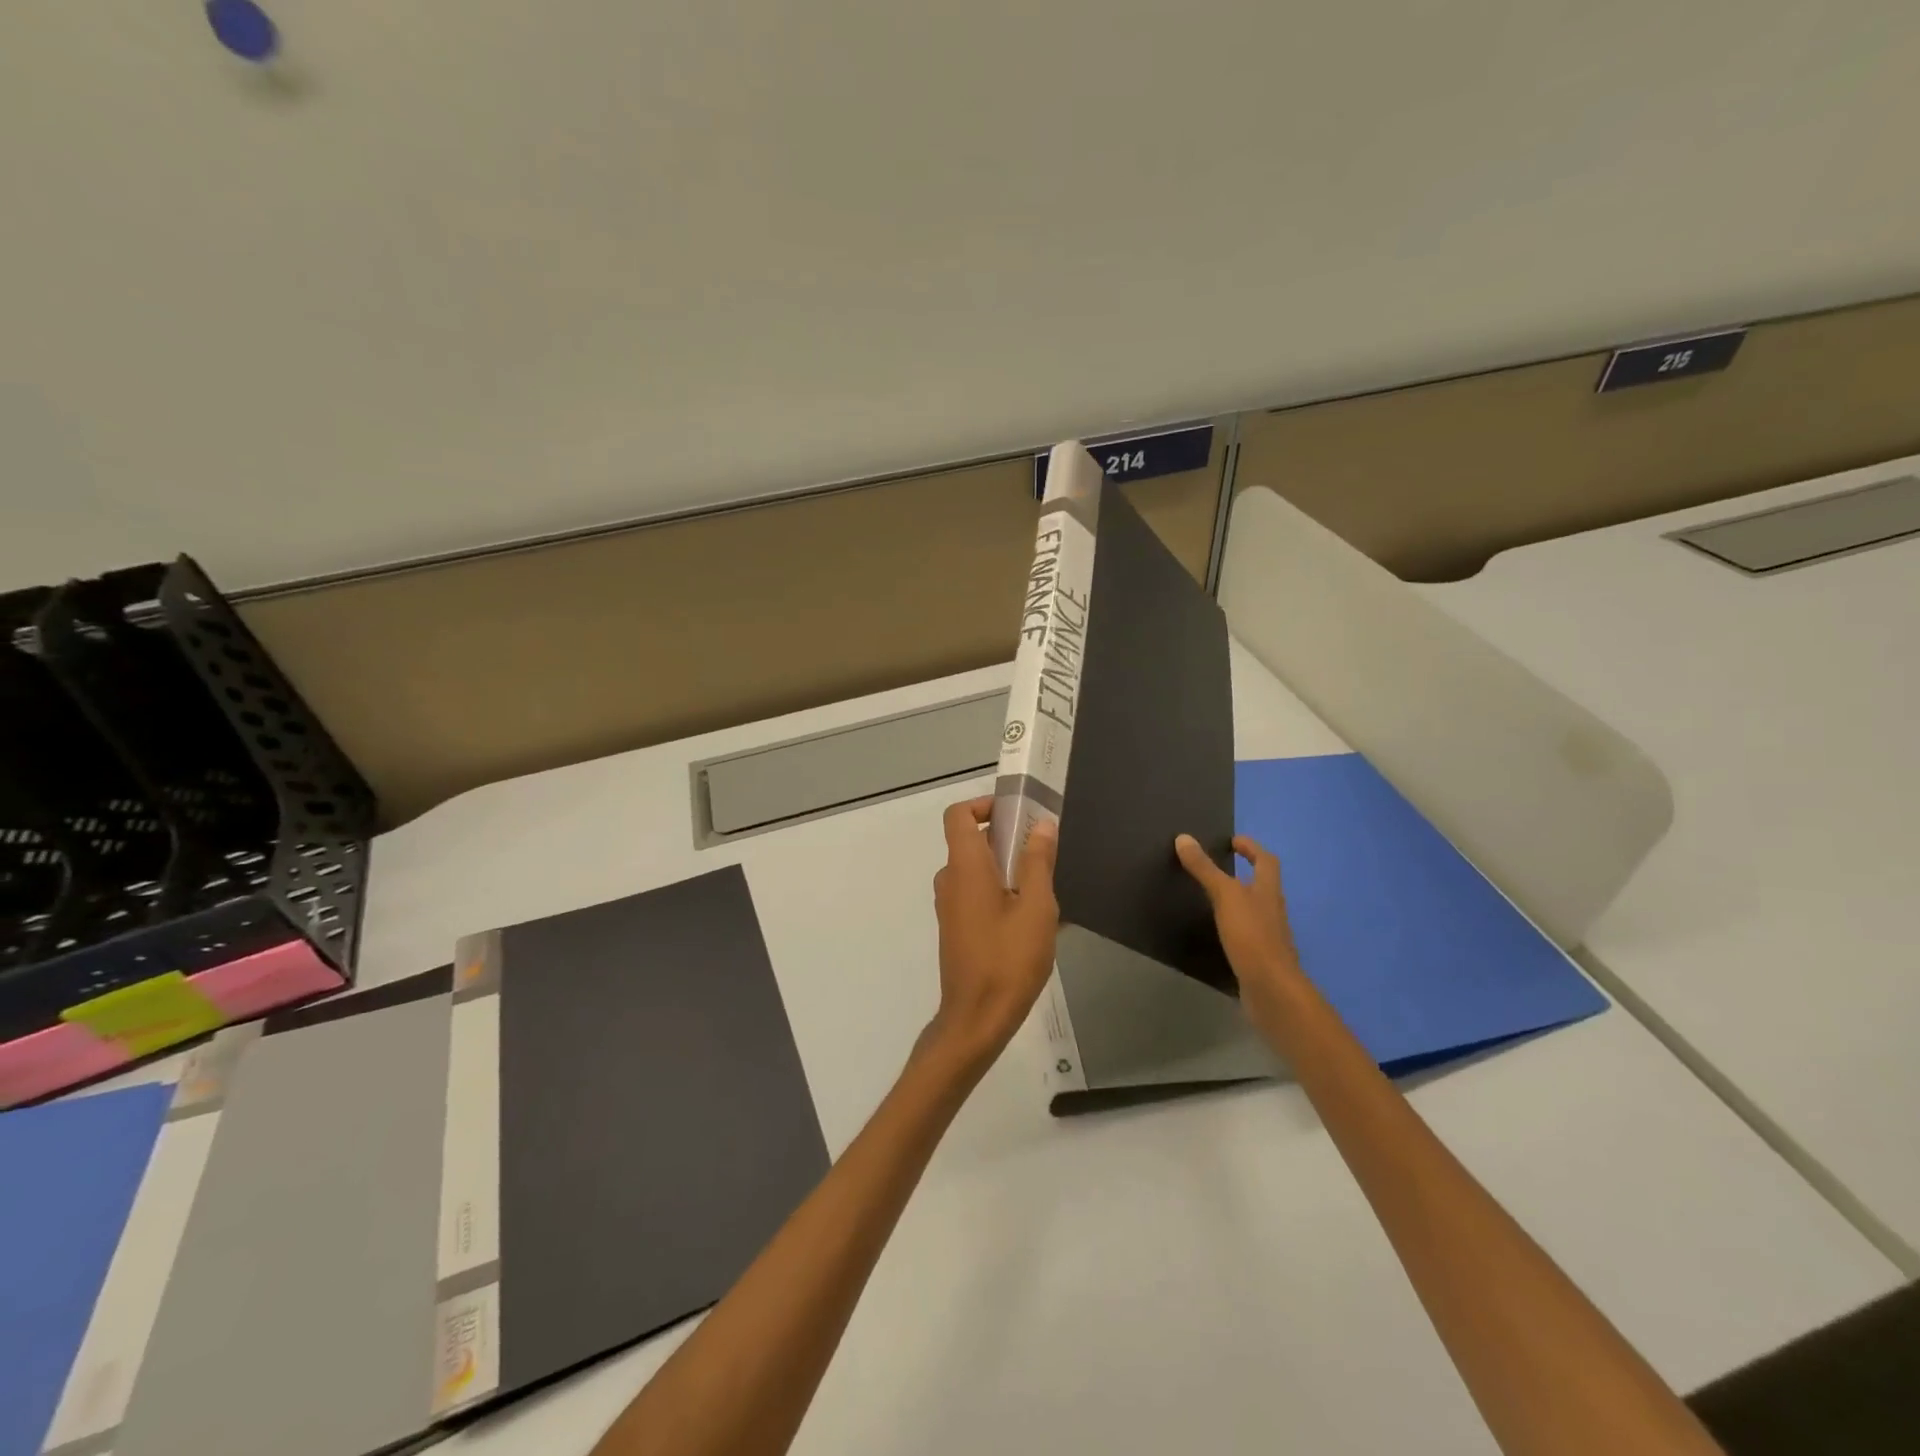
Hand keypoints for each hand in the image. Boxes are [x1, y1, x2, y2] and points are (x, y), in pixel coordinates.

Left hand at [927, 797, 1059, 1069]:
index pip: (958, 815)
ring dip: (1008, 870)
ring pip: (978, 871)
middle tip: (1044, 853)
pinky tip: (1033, 920)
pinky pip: (977, 895)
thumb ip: (1038, 862)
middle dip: (1007, 839)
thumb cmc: (1008, 959)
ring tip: (1045, 892)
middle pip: (972, 842)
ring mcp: (950, 906)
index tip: (1017, 814)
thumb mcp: (1036, 907)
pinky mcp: (956, 928)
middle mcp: (951, 880)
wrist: (977, 1019)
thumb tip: (1042, 825)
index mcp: (965, 867)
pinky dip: (1000, 893)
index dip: (984, 805)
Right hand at [1175, 833, 1304, 1008]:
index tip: (1233, 841)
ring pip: (1254, 909)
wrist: (1272, 990)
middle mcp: (1272, 910)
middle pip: (1262, 885)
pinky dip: (1233, 926)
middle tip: (1217, 865)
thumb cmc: (1252, 936)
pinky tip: (1215, 931)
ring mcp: (1268, 936)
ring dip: (1237, 899)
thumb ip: (1205, 869)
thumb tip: (1183, 838)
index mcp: (1268, 891)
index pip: (1266, 861)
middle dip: (1244, 873)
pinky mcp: (1258, 957)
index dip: (1252, 848)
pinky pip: (1246, 933)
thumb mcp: (1225, 896)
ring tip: (1210, 895)